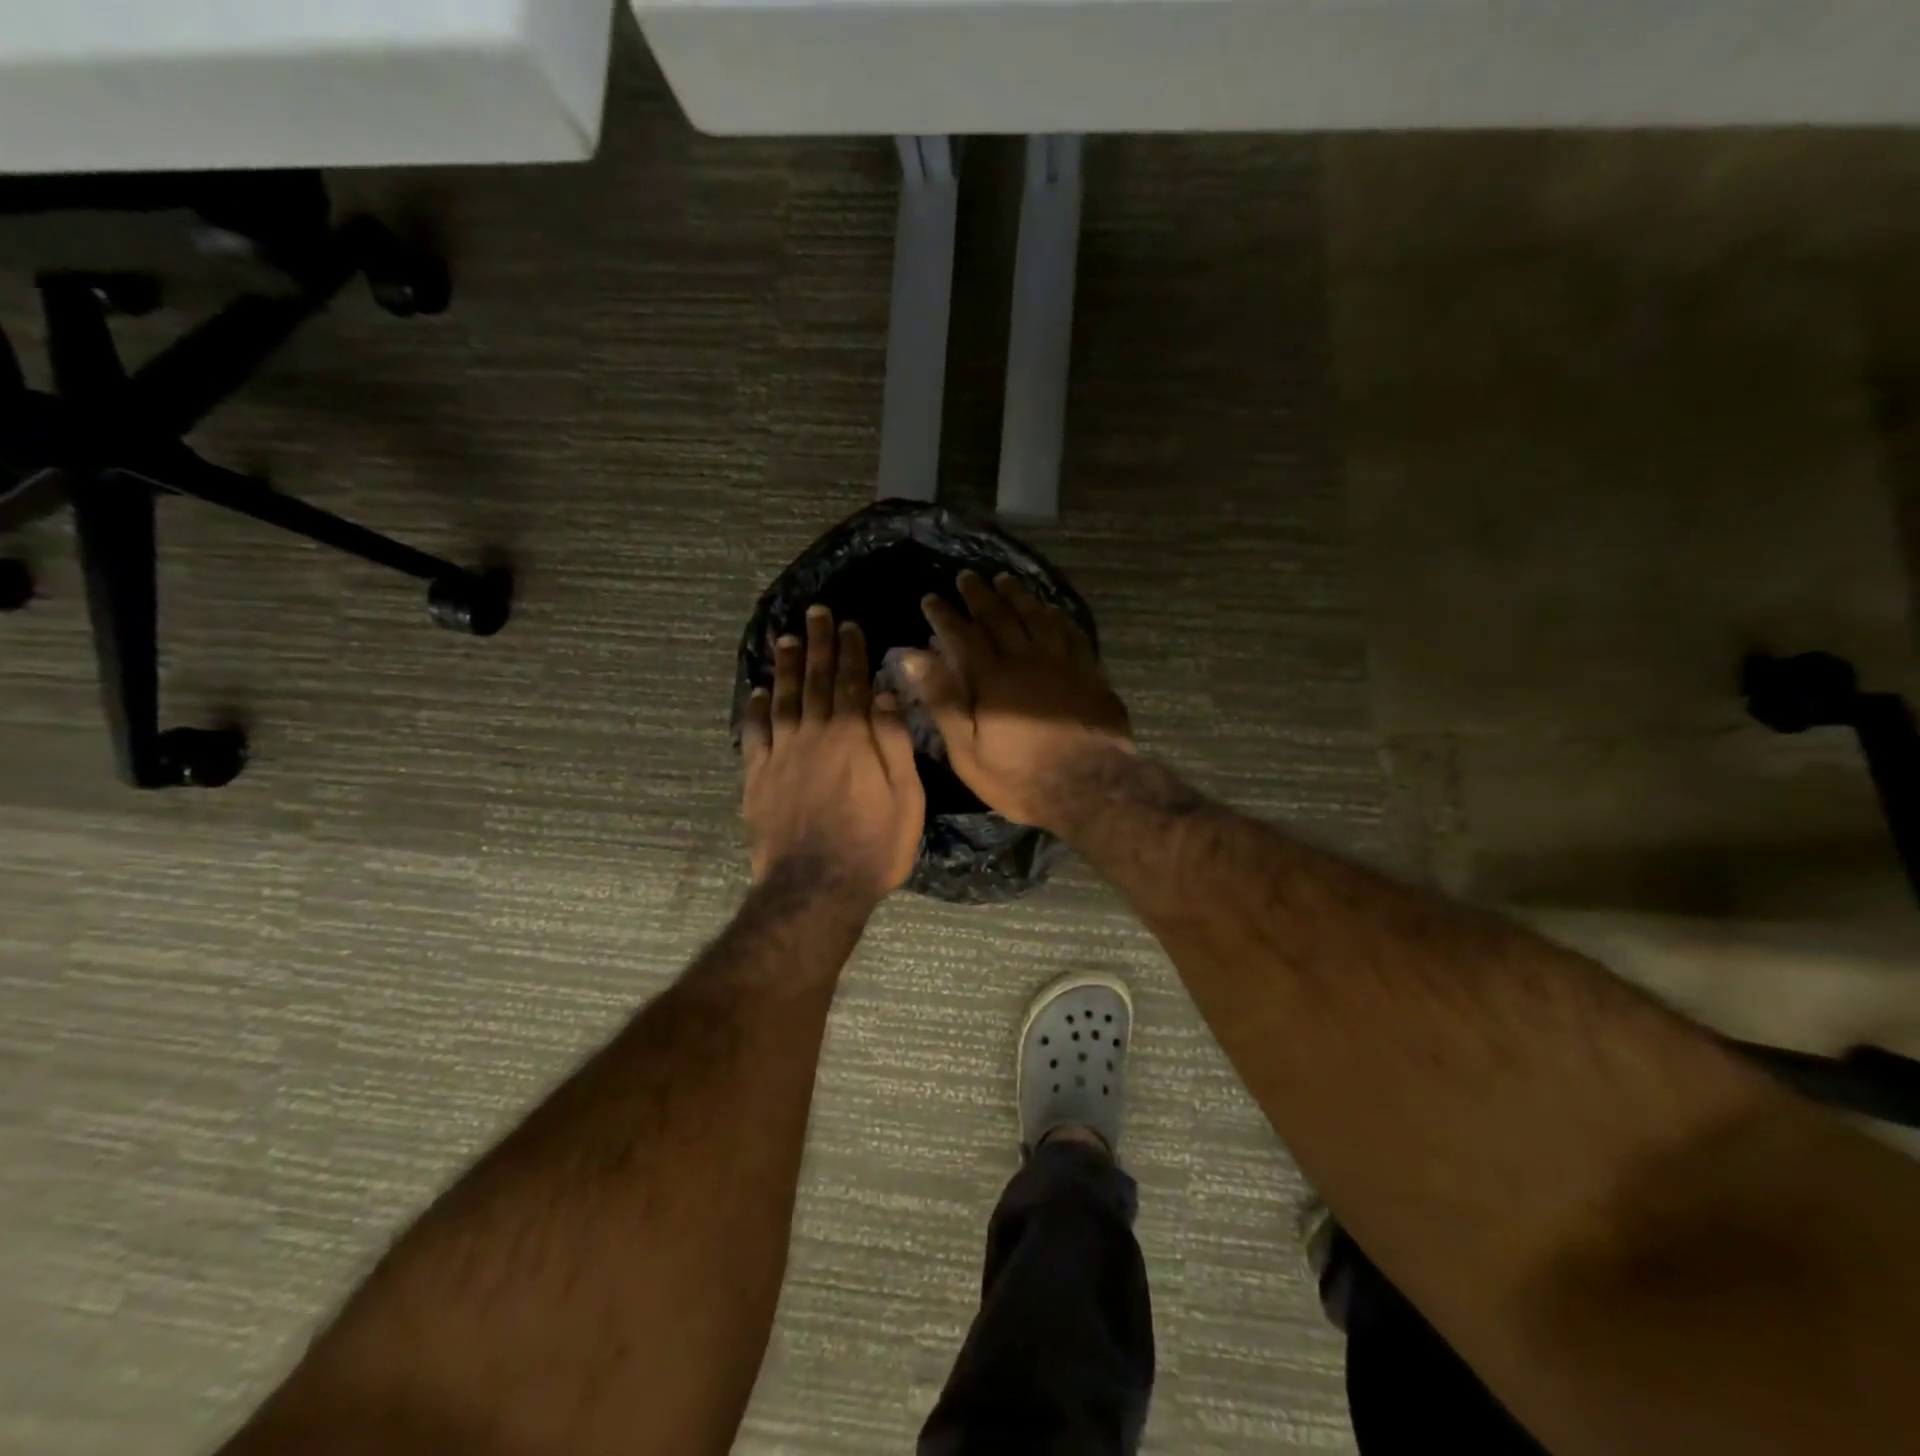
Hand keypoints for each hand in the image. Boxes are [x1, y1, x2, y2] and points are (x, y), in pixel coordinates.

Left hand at [743, 605, 924, 902]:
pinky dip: (755, 709)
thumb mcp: (905, 797)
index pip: (851, 683)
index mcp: (852, 737)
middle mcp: (813, 735)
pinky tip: (757, 691)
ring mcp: (781, 755)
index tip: (849, 625)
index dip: (851, 652)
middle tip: (816, 613)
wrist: (815, 888)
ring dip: (785, 667)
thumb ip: (894, 742)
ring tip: (786, 639)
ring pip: (782, 699)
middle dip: (817, 645)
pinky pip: (754, 734)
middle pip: (814, 681)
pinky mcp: (758, 777)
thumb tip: (884, 693)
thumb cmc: (873, 846)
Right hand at [894, 571, 1132, 834]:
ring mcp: (1062, 663)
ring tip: (1004, 579)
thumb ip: (942, 701)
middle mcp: (1026, 660)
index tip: (931, 598)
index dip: (944, 616)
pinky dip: (1057, 616)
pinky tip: (1051, 609)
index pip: (962, 636)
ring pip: (1037, 617)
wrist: (1090, 787)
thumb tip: (913, 656)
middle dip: (979, 595)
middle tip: (966, 577)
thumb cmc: (1021, 777)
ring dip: (1018, 596)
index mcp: (993, 678)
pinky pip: (1071, 633)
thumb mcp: (968, 750)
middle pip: (1000, 617)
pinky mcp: (1089, 673)